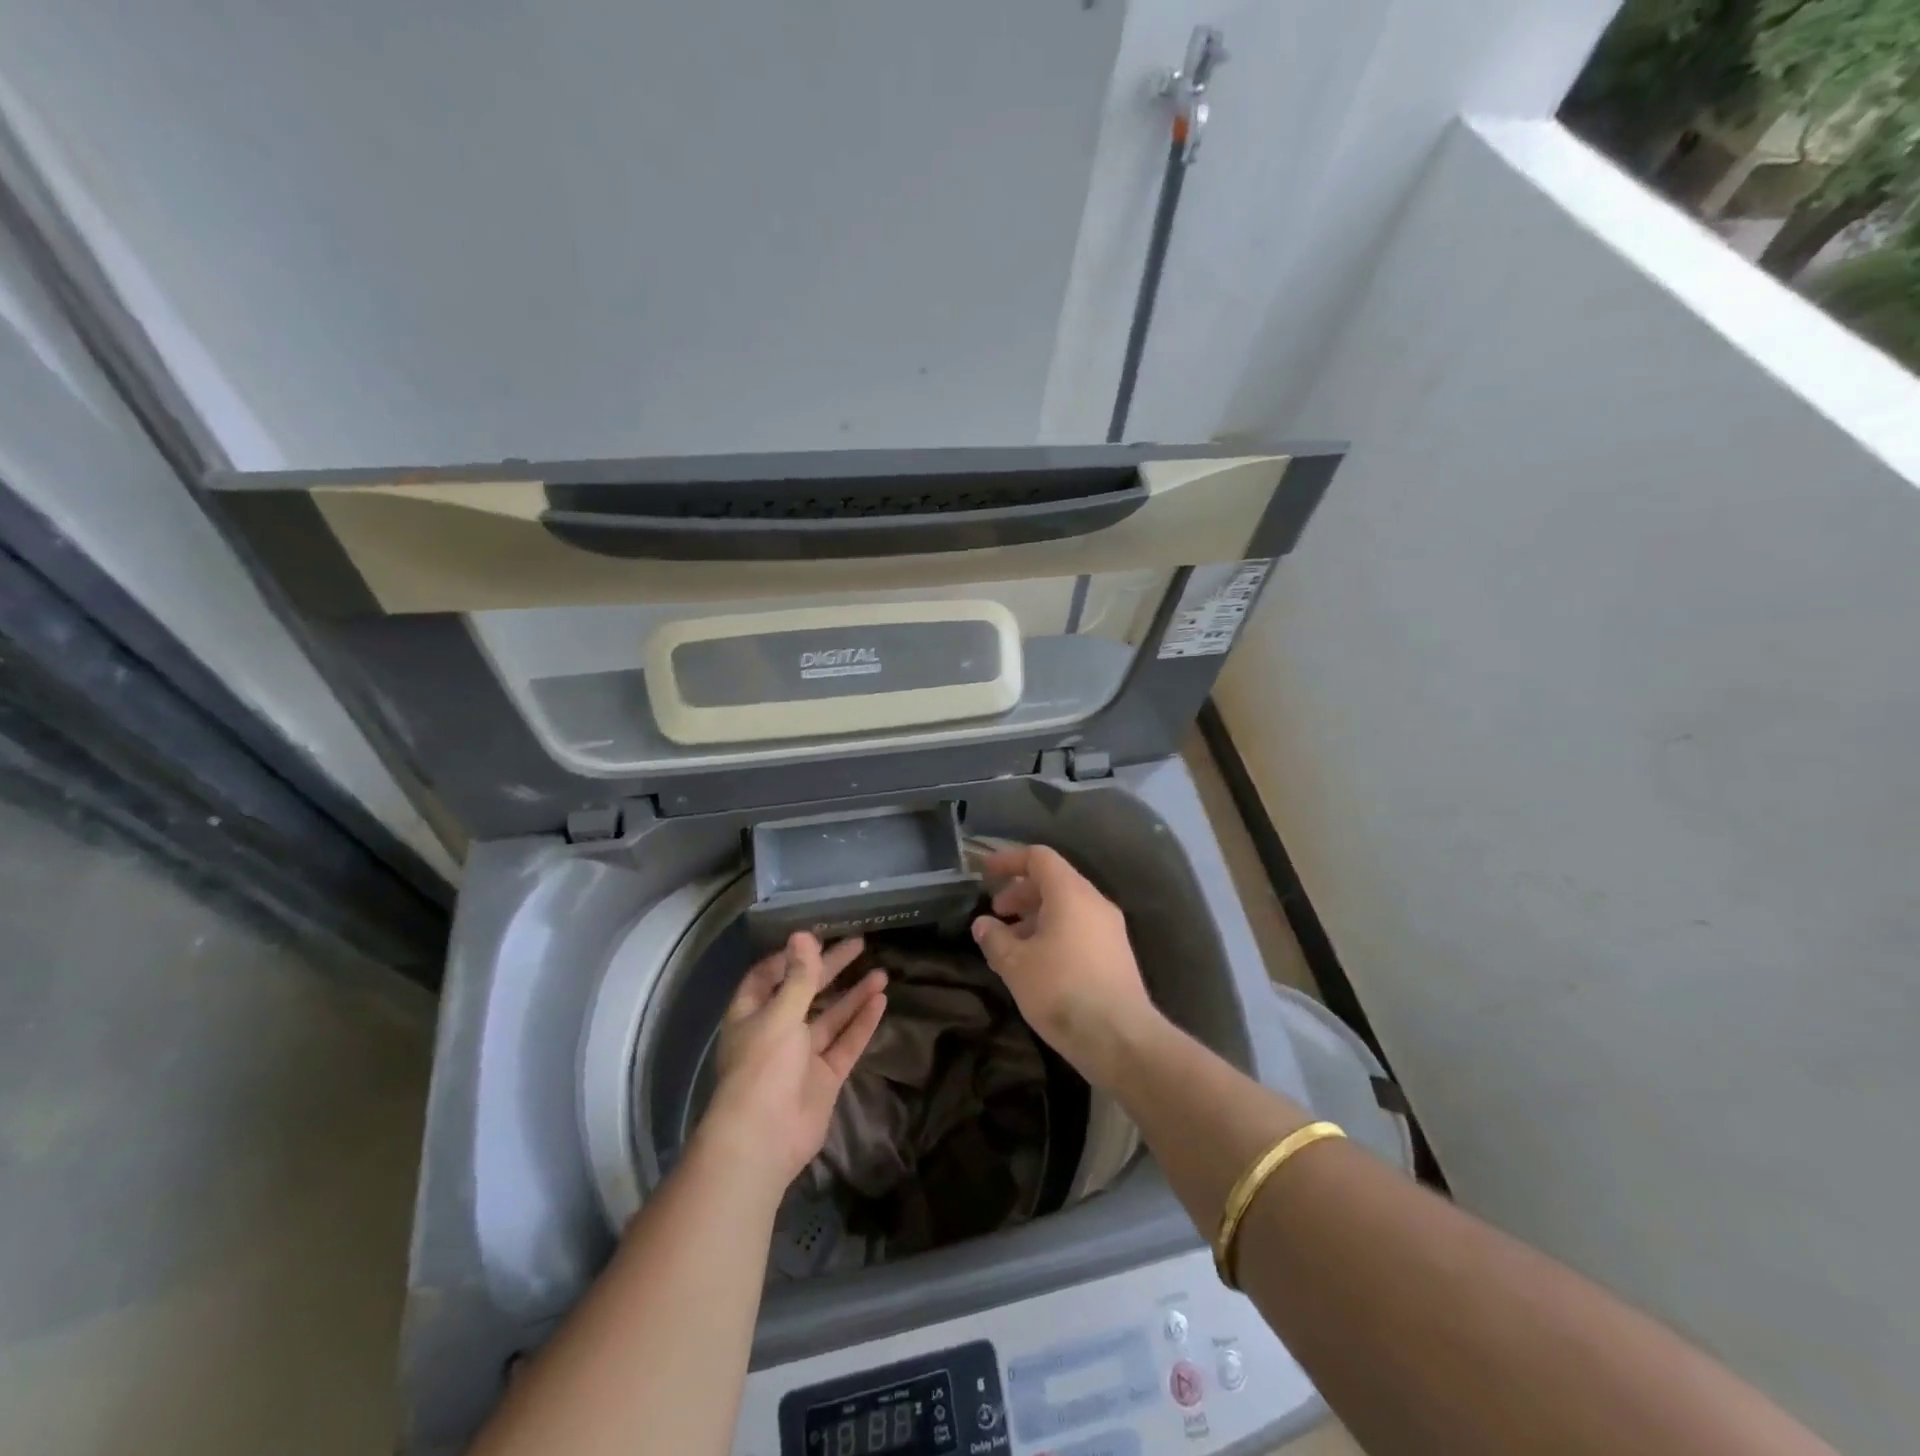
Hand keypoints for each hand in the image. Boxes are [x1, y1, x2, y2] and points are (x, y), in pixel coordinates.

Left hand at [699, 932, 887, 1191]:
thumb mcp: (781, 1014)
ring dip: (853, 995)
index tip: (816, 939)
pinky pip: (846, 1044)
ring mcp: (802, 1056)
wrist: (763, 1139)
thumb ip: (799, 977)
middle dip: (830, 969)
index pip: (767, 976)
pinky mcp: (824, 1077)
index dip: (790, 958)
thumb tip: (803, 934)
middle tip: (859, 945)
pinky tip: (881, 1001)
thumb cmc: (762, 1067)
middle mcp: (776, 1031)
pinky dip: (862, 1023)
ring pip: (831, 1018)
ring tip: (881, 972)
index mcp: (752, 1014)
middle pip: (805, 992)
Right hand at [971, 845, 1162, 1084]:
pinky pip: (1079, 928)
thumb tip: (983, 924)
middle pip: (1054, 881)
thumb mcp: (1016, 965)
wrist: (1121, 1038)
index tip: (985, 872)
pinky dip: (1054, 932)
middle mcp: (1094, 902)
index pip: (1039, 858)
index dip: (1009, 860)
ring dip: (1036, 916)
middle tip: (996, 912)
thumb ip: (995, 939)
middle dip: (1020, 892)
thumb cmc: (1062, 990)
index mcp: (1071, 893)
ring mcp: (1110, 928)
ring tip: (1011, 943)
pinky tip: (1037, 962)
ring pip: (1067, 907)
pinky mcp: (1116, 954)